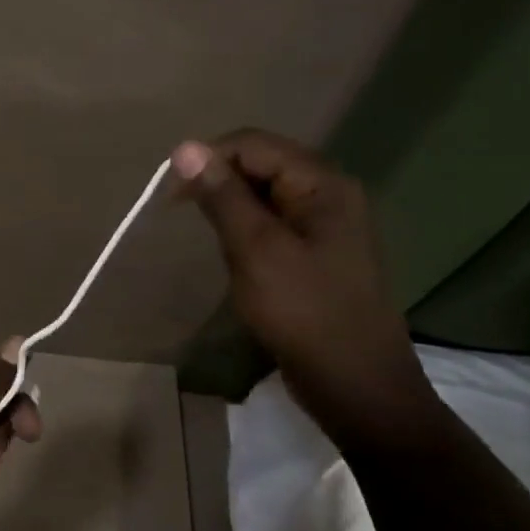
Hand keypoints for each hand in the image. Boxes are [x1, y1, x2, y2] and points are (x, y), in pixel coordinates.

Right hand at [173, 131, 433, 435]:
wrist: (357, 386)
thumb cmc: (304, 313)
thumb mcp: (255, 250)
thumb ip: (222, 195)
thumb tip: (185, 147)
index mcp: (323, 183)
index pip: (254, 144)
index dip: (208, 158)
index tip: (172, 195)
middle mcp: (331, 193)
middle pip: (263, 163)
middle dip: (219, 181)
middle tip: (184, 214)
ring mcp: (330, 224)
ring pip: (267, 194)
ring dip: (231, 206)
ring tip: (207, 235)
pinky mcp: (321, 252)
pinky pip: (277, 221)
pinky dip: (248, 228)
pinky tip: (234, 253)